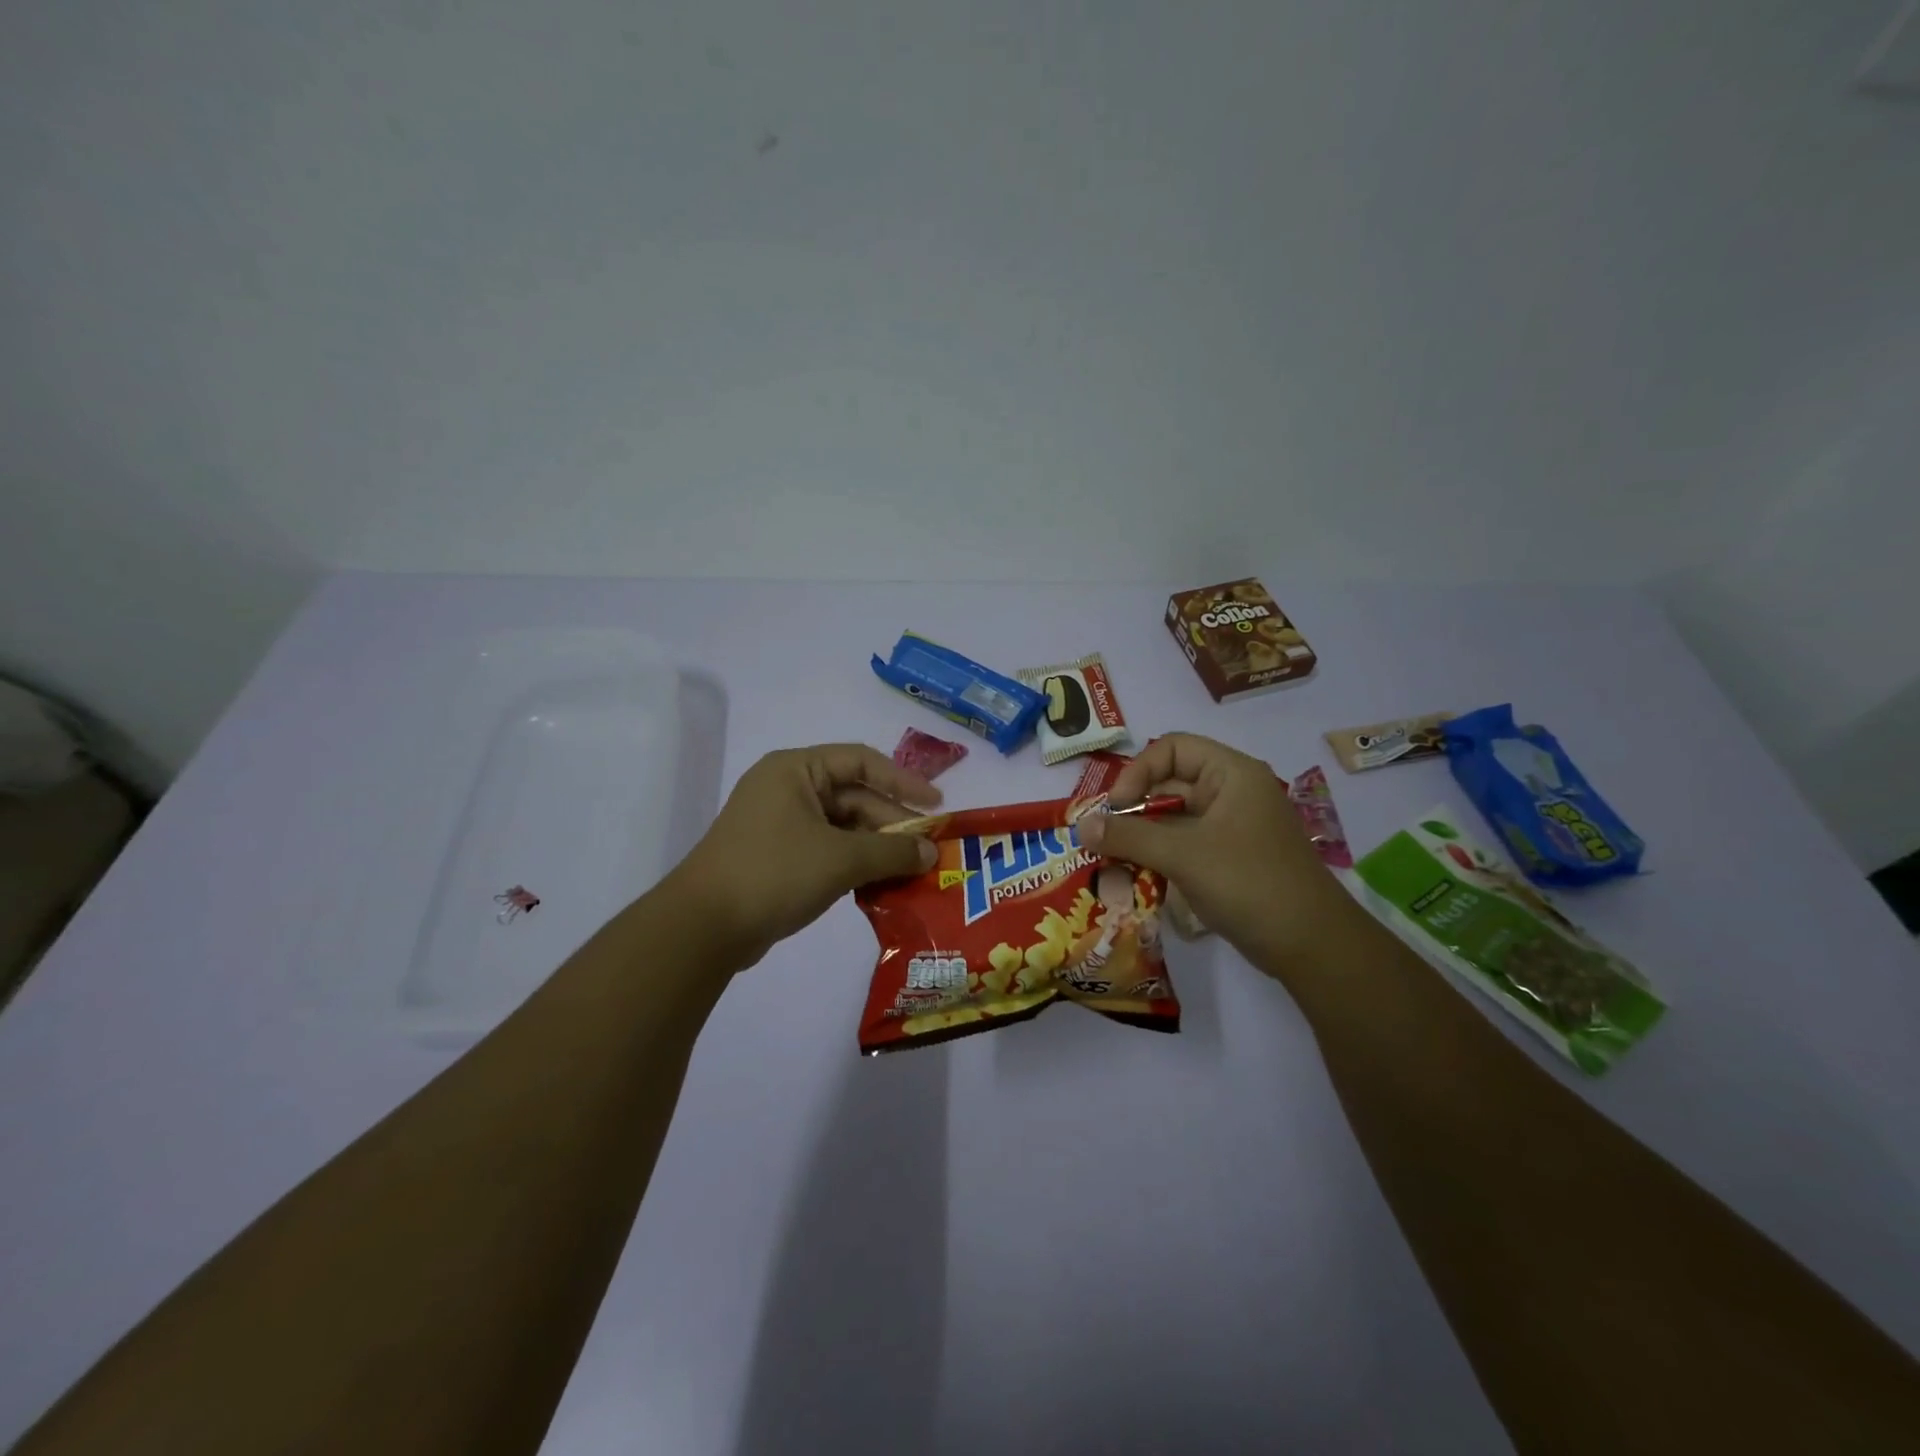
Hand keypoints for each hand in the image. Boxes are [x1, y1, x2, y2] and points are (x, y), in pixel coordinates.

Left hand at [669, 744, 941, 968]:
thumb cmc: (774, 873)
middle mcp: (788, 788)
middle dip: (892, 824)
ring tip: (912, 872)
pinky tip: (881, 885)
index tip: (936, 806)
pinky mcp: (778, 856)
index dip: (904, 781)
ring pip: (843, 827)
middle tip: (928, 851)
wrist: (704, 928)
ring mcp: (781, 824)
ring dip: (876, 848)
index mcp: (796, 769)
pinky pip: (828, 850)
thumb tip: (931, 853)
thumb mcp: (841, 858)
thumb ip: (892, 851)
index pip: (862, 761)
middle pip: (854, 797)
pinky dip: (855, 864)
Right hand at [1079, 733, 1361, 972]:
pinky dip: (1157, 859)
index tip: (1116, 809)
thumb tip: (1080, 826)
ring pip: (1172, 821)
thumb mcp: (1183, 855)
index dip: (1138, 772)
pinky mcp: (1228, 861)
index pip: (1172, 749)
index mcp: (1231, 774)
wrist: (1312, 946)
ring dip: (1141, 839)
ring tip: (1110, 864)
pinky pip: (1183, 847)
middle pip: (1169, 786)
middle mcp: (1231, 794)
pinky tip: (1134, 881)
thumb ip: (1128, 837)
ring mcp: (1231, 829)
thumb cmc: (1249, 883)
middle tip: (1101, 841)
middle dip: (1132, 811)